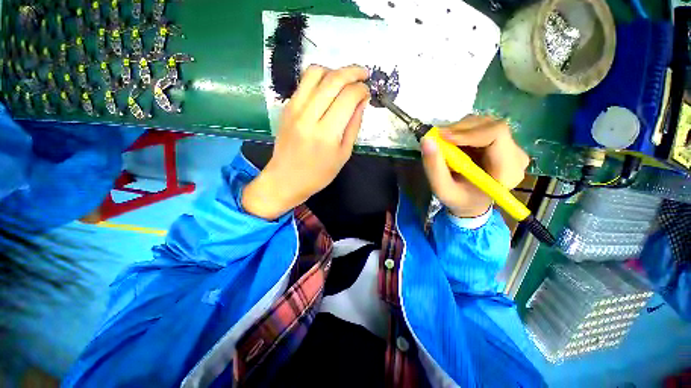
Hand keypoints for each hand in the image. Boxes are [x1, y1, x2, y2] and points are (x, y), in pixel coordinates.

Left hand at [243, 65, 369, 219]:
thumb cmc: (318, 174)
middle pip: (333, 79)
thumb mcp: (343, 155)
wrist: (286, 179)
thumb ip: (353, 125)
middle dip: (353, 71)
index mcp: (326, 134)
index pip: (348, 97)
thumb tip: (362, 101)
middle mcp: (308, 116)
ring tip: (345, 80)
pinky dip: (320, 79)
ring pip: (315, 73)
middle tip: (364, 74)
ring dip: (334, 70)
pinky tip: (328, 89)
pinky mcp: (286, 107)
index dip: (362, 89)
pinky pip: (304, 83)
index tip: (368, 92)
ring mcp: (294, 109)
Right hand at [421, 115, 529, 217]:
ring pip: (484, 123)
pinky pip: (481, 127)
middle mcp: (515, 155)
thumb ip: (434, 167)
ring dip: (459, 129)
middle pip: (490, 126)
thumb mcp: (443, 189)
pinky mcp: (501, 142)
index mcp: (508, 170)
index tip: (443, 137)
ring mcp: (510, 146)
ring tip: (443, 142)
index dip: (469, 132)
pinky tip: (452, 142)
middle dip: (460, 129)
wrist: (472, 202)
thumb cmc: (459, 199)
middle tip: (437, 138)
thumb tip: (426, 139)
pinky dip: (462, 131)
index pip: (497, 135)